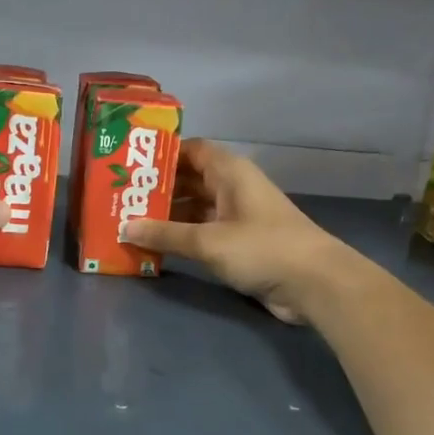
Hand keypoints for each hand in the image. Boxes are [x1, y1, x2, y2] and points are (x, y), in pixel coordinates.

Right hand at [119, 140, 347, 323]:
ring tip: (128, 222)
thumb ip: (166, 234)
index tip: (128, 164)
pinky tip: (155, 245)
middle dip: (157, 189)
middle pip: (189, 180)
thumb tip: (125, 227)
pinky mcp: (240, 242)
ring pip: (194, 207)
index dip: (160, 155)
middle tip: (119, 198)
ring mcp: (237, 215)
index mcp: (229, 171)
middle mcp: (232, 187)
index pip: (190, 150)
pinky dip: (182, 236)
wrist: (314, 284)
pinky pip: (203, 231)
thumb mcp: (208, 240)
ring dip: (167, 215)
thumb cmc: (262, 248)